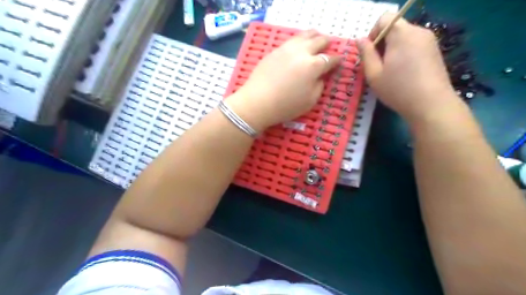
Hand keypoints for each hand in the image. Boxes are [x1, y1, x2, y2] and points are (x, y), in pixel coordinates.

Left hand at [226, 30, 340, 131]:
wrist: (258, 102)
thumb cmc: (286, 106)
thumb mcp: (310, 101)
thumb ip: (319, 85)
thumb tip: (321, 76)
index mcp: (314, 66)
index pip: (330, 59)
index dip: (336, 60)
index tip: (338, 61)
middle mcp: (302, 52)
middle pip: (319, 41)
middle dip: (326, 44)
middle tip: (328, 47)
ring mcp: (287, 48)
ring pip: (305, 35)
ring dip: (313, 36)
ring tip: (316, 39)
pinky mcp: (275, 50)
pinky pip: (291, 40)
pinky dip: (299, 40)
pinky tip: (298, 45)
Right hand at [358, 13, 461, 123]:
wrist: (431, 104)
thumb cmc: (397, 89)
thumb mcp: (374, 74)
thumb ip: (366, 53)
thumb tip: (360, 39)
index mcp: (401, 34)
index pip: (384, 18)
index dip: (373, 33)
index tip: (371, 53)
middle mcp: (418, 31)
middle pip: (395, 27)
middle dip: (383, 42)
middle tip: (378, 65)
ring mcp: (429, 40)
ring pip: (404, 36)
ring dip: (393, 48)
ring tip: (391, 71)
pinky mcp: (435, 50)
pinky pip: (414, 44)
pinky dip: (405, 52)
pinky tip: (404, 72)